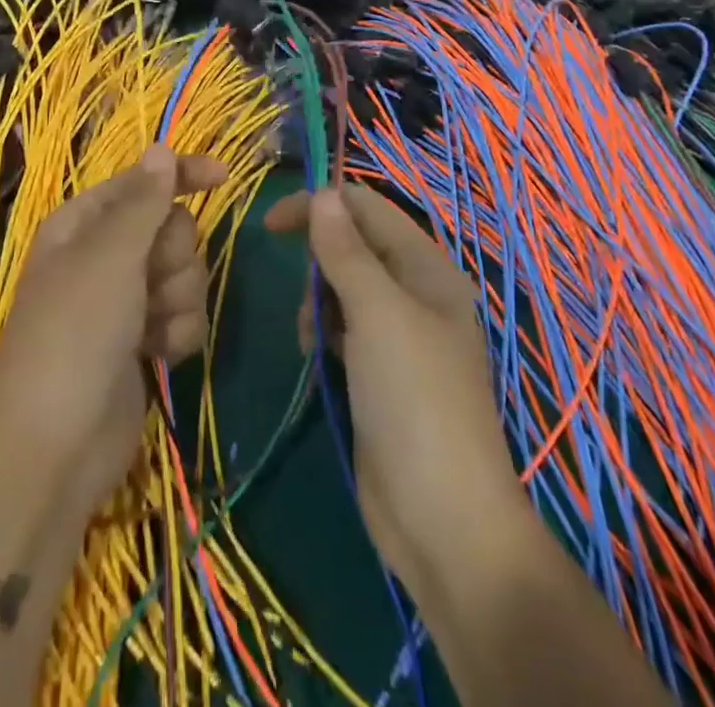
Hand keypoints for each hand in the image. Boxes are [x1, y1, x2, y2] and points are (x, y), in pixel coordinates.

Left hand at [0, 146, 228, 513]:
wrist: (56, 446)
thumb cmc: (76, 332)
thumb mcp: (110, 256)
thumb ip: (144, 201)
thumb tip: (160, 147)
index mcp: (83, 223)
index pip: (142, 181)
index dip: (181, 175)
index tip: (224, 177)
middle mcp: (104, 256)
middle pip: (171, 229)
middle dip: (174, 257)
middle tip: (151, 284)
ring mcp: (125, 301)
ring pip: (184, 274)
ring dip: (178, 300)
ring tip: (151, 329)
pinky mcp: (143, 341)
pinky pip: (183, 316)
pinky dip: (178, 334)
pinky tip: (159, 357)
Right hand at [266, 185, 526, 608]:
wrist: (444, 521)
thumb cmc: (414, 400)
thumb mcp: (377, 314)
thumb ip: (346, 251)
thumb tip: (323, 194)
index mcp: (427, 268)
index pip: (368, 209)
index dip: (321, 206)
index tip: (270, 224)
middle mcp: (416, 293)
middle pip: (354, 246)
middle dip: (320, 262)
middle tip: (308, 300)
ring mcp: (399, 336)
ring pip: (343, 288)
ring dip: (318, 302)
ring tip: (313, 338)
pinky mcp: (381, 372)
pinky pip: (343, 328)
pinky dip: (324, 332)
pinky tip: (317, 357)